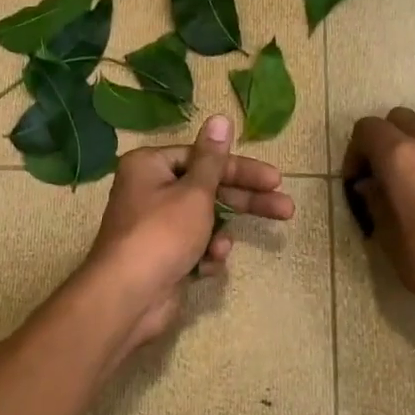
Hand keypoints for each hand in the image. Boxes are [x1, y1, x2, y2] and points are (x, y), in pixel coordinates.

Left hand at [83, 114, 295, 353]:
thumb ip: (213, 159)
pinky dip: (203, 256)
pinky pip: (194, 248)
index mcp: (150, 166)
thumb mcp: (194, 192)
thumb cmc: (162, 234)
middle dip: (244, 202)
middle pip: (209, 189)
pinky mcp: (164, 256)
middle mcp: (150, 191)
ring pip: (204, 222)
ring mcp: (156, 227)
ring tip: (221, 251)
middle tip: (285, 209)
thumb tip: (221, 117)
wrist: (129, 297)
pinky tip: (205, 266)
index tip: (275, 179)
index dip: (241, 169)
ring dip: (217, 236)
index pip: (204, 158)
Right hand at [342, 102, 414, 316]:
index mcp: (399, 157)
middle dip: (382, 140)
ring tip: (413, 162)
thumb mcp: (389, 239)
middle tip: (381, 173)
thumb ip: (374, 202)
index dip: (355, 152)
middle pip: (396, 117)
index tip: (357, 180)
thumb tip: (369, 185)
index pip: (367, 129)